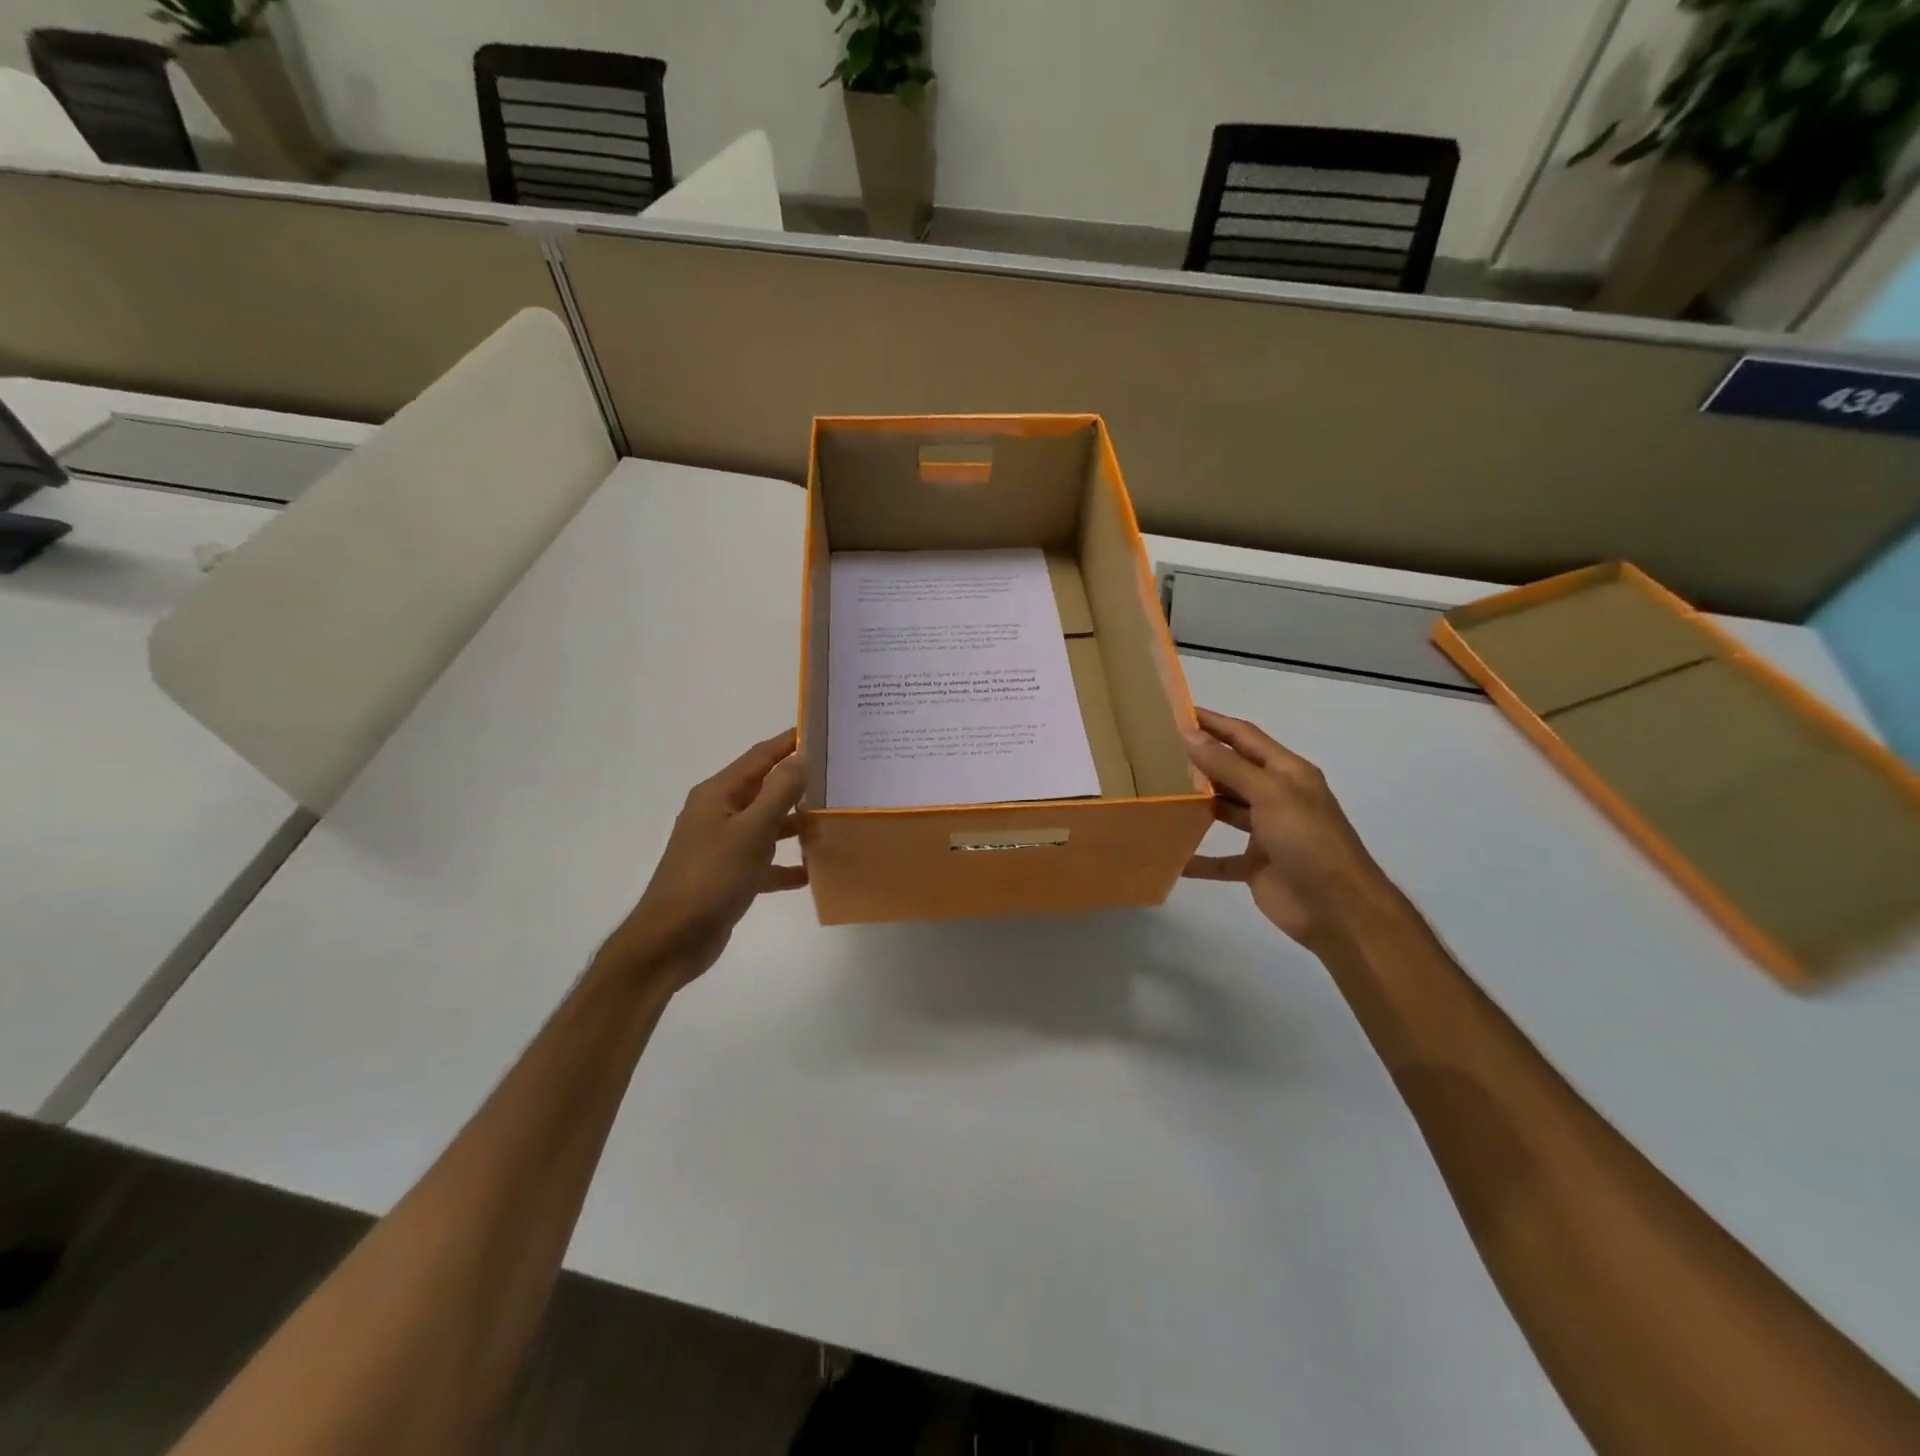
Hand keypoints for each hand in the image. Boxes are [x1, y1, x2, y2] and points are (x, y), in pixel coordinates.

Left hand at [600, 730, 809, 988]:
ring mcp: (723, 846)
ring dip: (796, 824)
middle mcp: (719, 814)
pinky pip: (764, 862)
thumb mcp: (750, 832)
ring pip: (767, 825)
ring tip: (833, 821)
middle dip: (799, 783)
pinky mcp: (729, 875)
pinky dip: (785, 865)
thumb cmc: (710, 878)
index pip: (759, 757)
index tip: (822, 731)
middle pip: (765, 789)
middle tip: (839, 776)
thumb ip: (778, 792)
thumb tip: (801, 756)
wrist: (671, 940)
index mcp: (718, 795)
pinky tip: (812, 872)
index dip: (788, 743)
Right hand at [1181, 708, 1398, 949]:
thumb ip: (1228, 765)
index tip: (1177, 712)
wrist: (1338, 909)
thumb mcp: (1269, 794)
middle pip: (1233, 771)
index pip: (1245, 737)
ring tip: (1158, 793)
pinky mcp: (1256, 865)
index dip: (1214, 723)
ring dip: (1197, 804)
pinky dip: (1198, 857)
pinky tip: (1171, 854)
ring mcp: (1267, 833)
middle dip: (1200, 761)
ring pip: (1225, 811)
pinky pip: (1221, 858)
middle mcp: (1277, 797)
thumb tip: (1190, 734)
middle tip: (1157, 752)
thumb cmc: (1308, 840)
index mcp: (1287, 773)